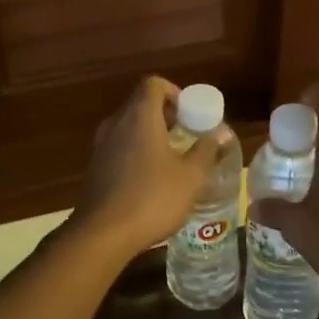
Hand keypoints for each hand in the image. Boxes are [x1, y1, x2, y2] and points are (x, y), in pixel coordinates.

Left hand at [71, 76, 222, 259]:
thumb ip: (207, 150)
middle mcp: (116, 124)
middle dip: (166, 115)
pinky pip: (119, 146)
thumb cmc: (152, 198)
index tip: (190, 113)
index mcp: (139, 117)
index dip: (174, 92)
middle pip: (140, 104)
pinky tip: (151, 178)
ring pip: (129, 126)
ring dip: (151, 134)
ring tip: (173, 158)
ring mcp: (101, 146)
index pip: (153, 84)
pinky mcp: (95, 167)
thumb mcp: (190, 177)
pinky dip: (136, 151)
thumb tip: (223, 133)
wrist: (102, 235)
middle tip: (188, 135)